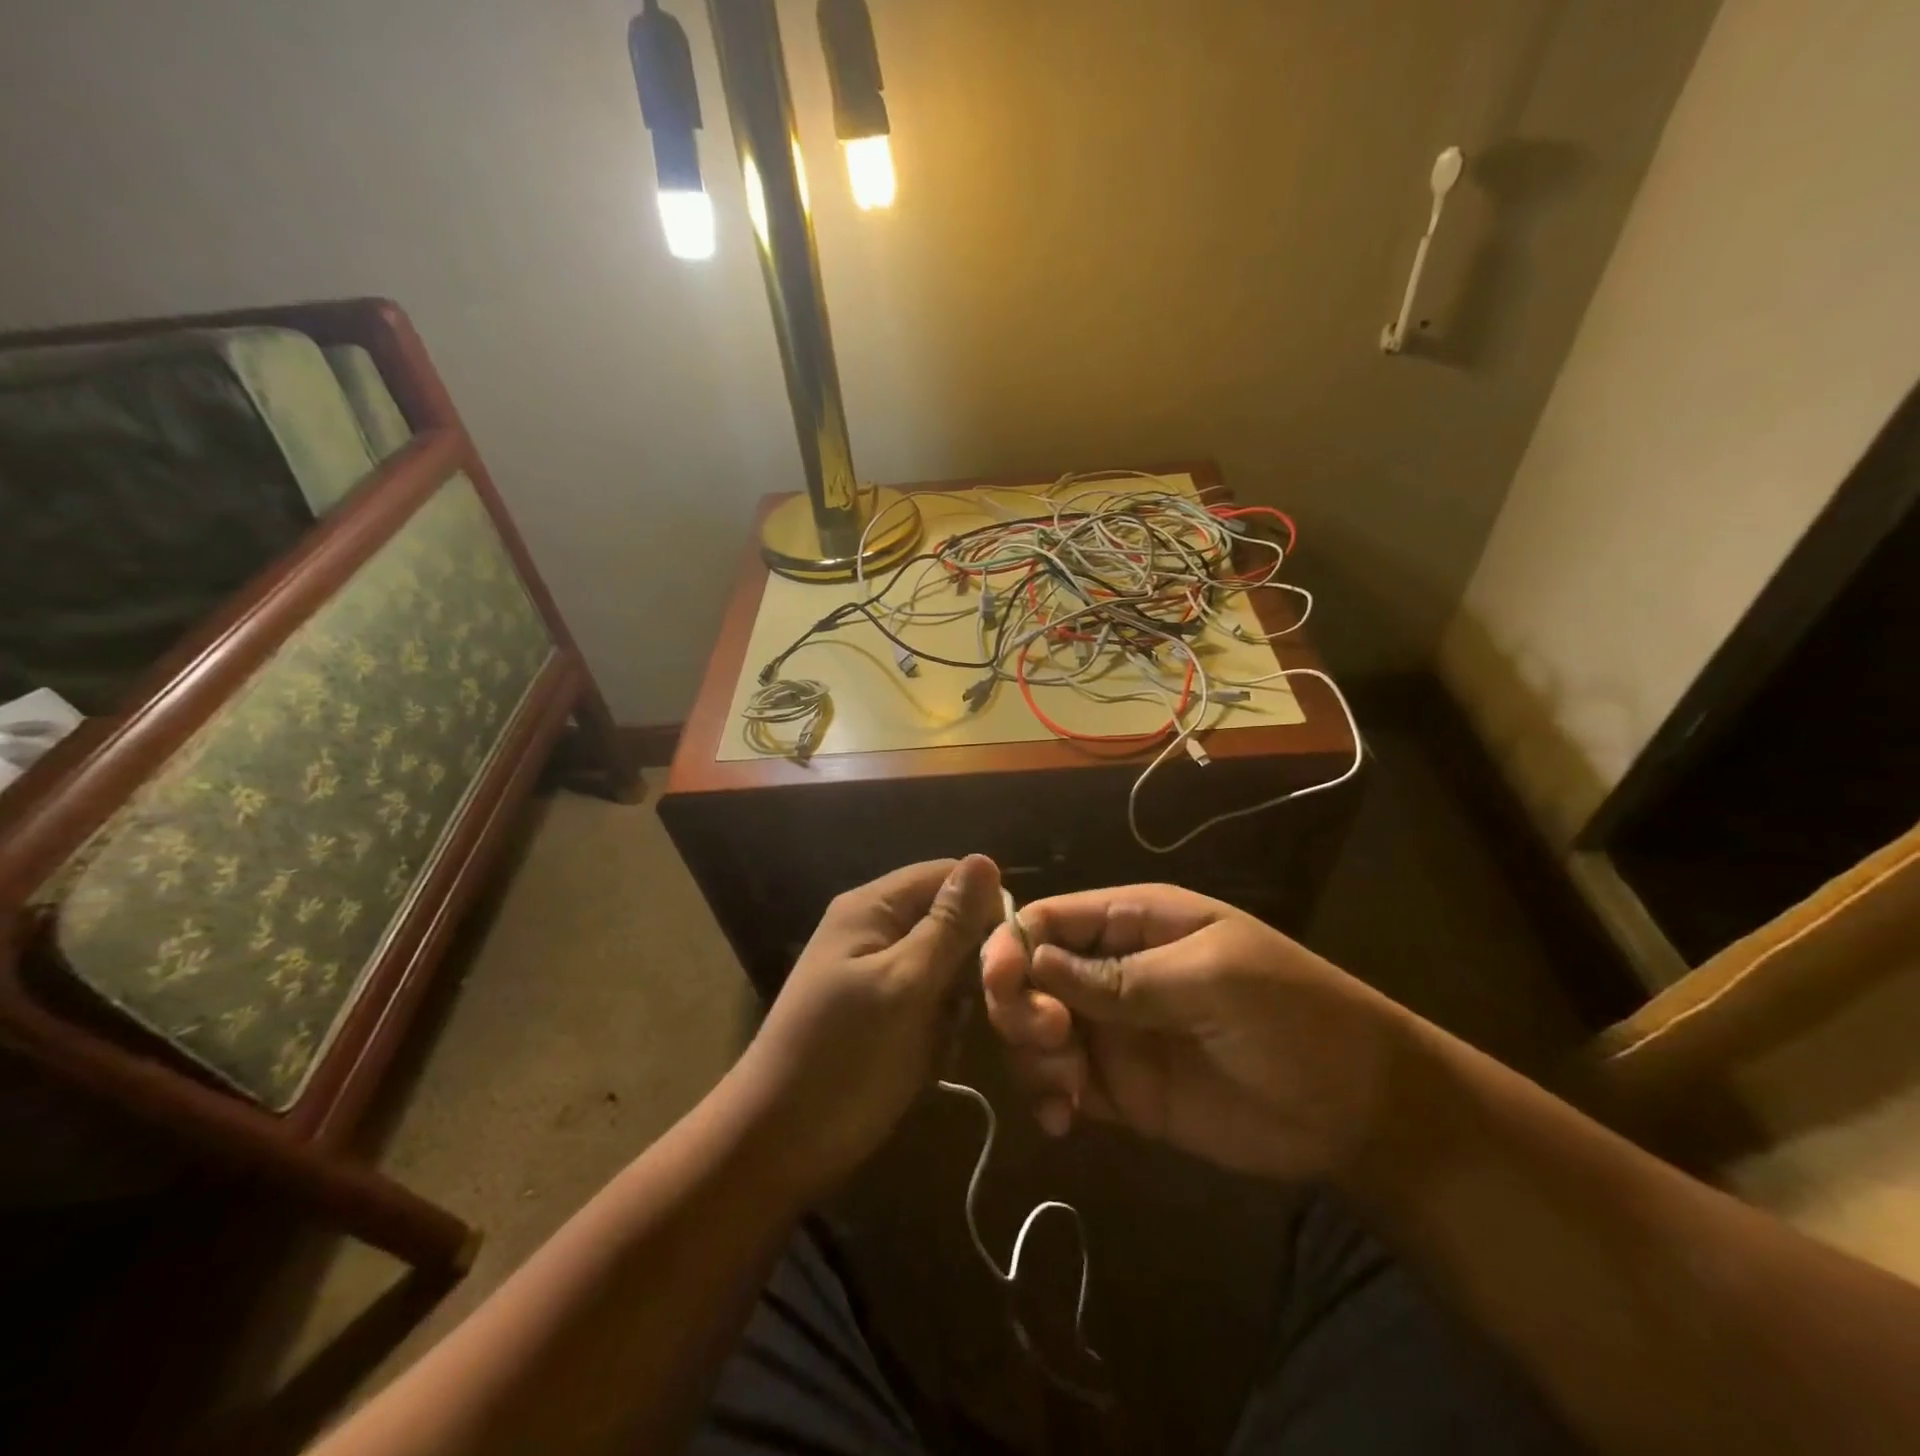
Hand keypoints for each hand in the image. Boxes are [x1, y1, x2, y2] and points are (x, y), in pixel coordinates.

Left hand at [731, 855, 1003, 1194]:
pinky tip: (933, 1058)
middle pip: (949, 922)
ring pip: (947, 968)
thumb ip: (948, 925)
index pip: (947, 875)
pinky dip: (940, 1028)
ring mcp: (877, 974)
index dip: (986, 904)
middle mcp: (875, 930)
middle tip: (976, 1008)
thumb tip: (986, 859)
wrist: (776, 1146)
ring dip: (958, 1003)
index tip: (1010, 955)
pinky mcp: (883, 1014)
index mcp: (872, 908)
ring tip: (945, 1040)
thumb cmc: (843, 1057)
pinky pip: (931, 1003)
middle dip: (972, 963)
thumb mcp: (905, 985)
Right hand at [980, 884, 1405, 1180]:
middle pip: (1029, 974)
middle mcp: (1110, 971)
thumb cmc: (1295, 1014)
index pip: (1049, 918)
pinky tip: (1061, 1120)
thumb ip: (1124, 976)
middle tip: (1052, 1040)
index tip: (1002, 984)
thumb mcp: (1215, 979)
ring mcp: (1113, 1031)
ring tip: (1068, 1088)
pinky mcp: (1120, 1090)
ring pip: (1035, 1030)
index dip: (1013, 944)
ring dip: (1031, 1054)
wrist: (1360, 1107)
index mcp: (1133, 923)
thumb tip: (1035, 960)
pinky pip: (1061, 1084)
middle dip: (1020, 1004)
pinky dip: (1046, 1097)